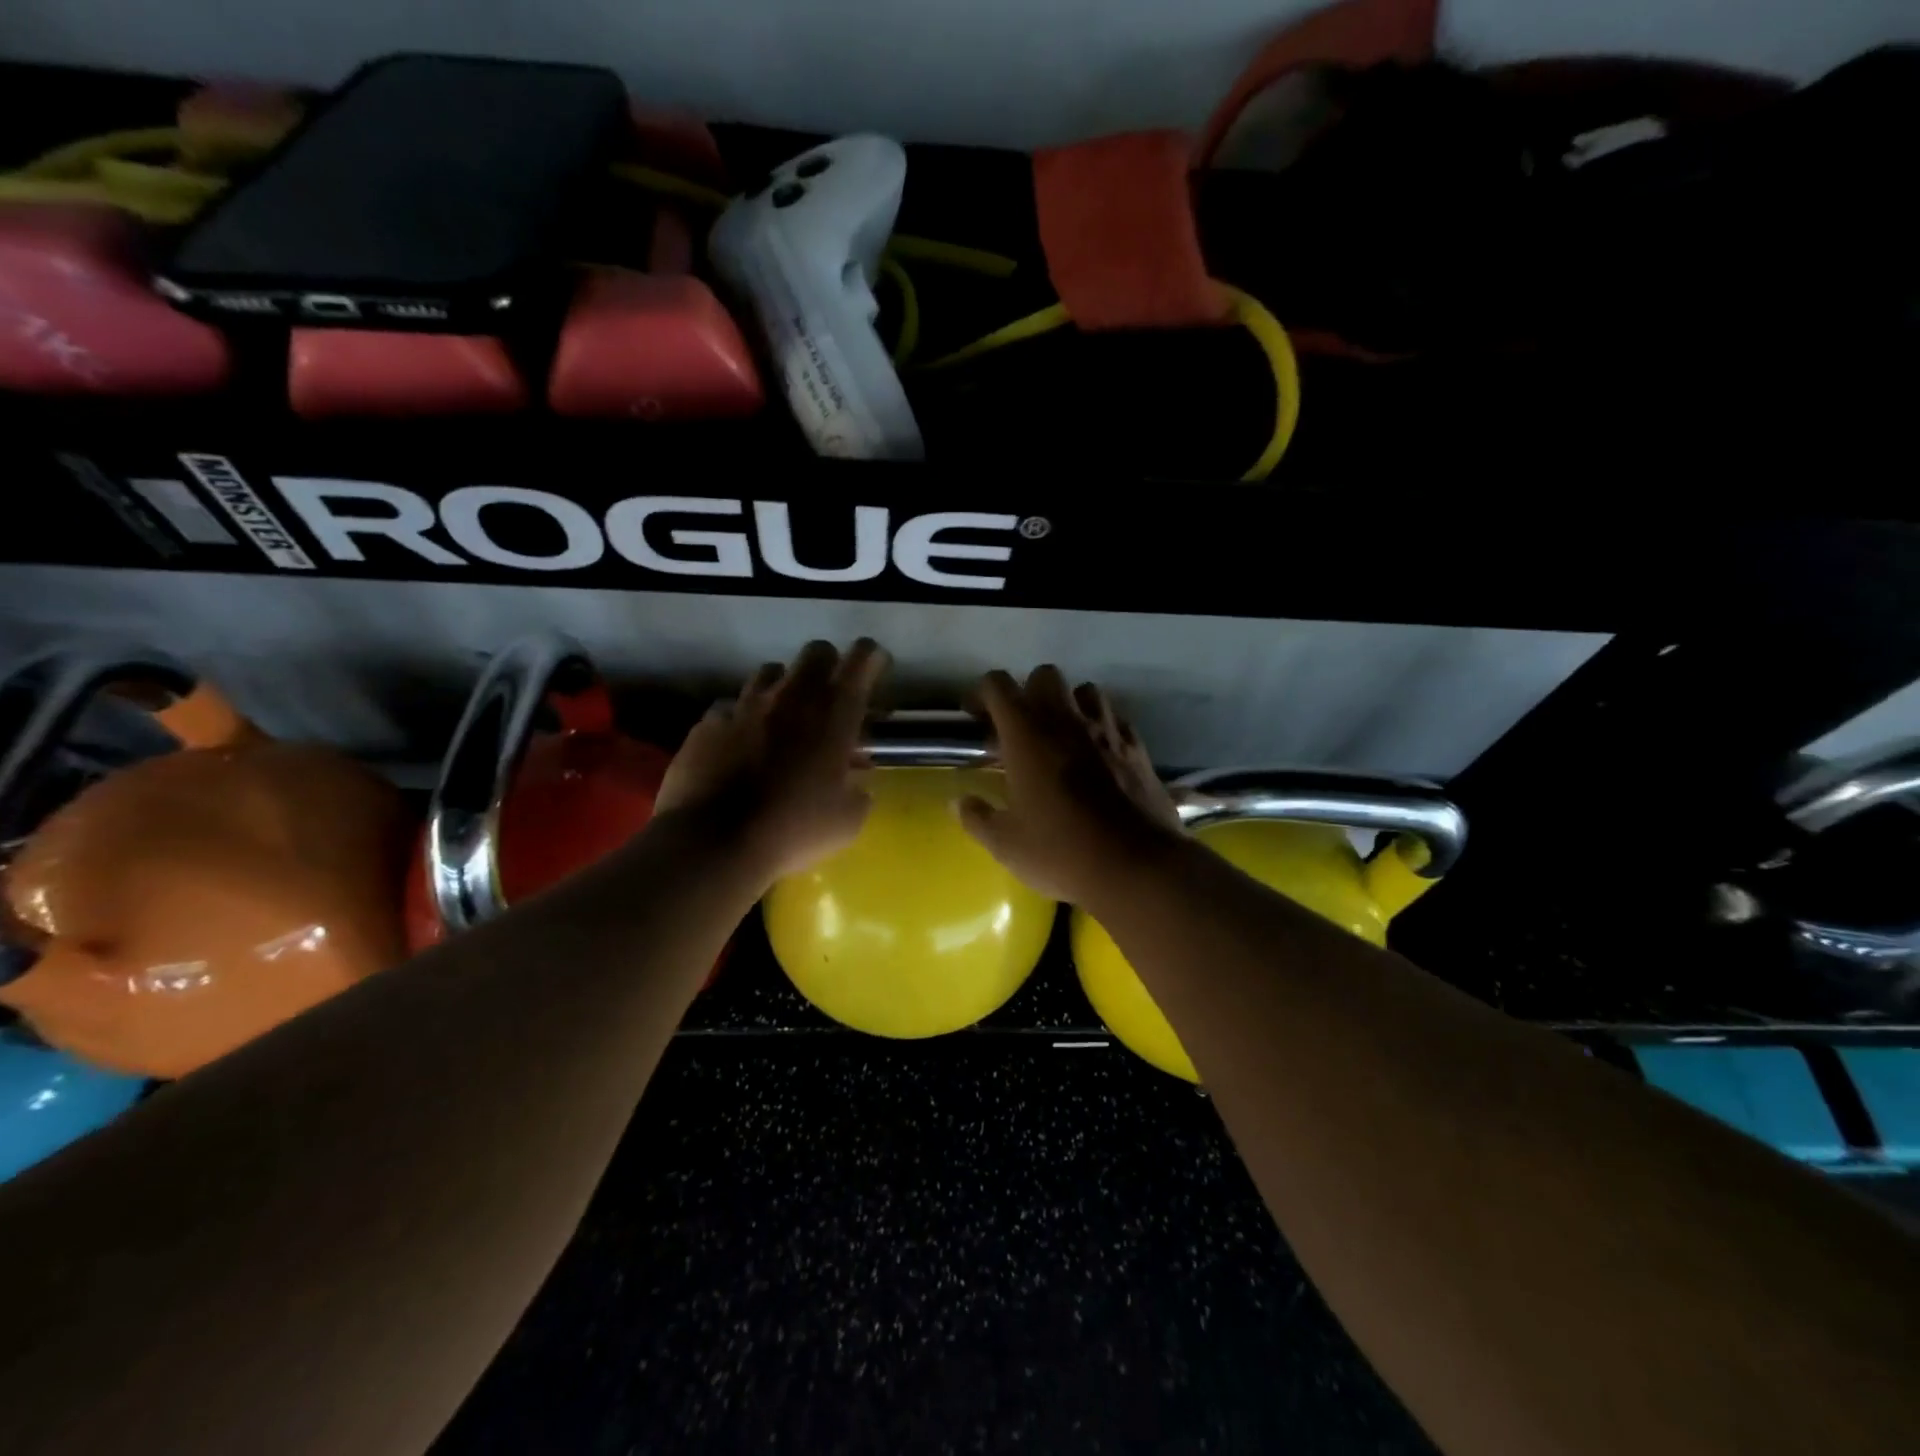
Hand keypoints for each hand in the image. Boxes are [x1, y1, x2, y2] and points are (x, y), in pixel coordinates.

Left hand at [656, 639, 887, 886]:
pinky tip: (742, 746)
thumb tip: (855, 778)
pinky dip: (743, 720)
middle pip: (816, 652)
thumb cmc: (794, 830)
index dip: (872, 658)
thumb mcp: (848, 820)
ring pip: (770, 672)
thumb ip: (858, 790)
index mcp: (834, 715)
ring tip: (784, 717)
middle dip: (829, 666)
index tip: (875, 668)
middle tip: (831, 696)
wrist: (714, 843)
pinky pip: (732, 708)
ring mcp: (745, 705)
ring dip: (784, 688)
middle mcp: (791, 697)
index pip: (862, 660)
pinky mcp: (709, 723)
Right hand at [957, 666, 1182, 904]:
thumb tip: (957, 803)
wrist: (1135, 866)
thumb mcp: (1006, 843)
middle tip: (1019, 730)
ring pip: (1087, 691)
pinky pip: (1116, 719)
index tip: (975, 718)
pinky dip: (1102, 727)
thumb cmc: (1060, 851)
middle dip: (1028, 693)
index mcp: (1027, 734)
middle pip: (1045, 676)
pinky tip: (1097, 755)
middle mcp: (1067, 720)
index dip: (981, 694)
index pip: (998, 686)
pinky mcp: (1138, 749)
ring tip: (1061, 737)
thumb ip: (977, 818)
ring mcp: (1107, 731)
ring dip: (1069, 704)